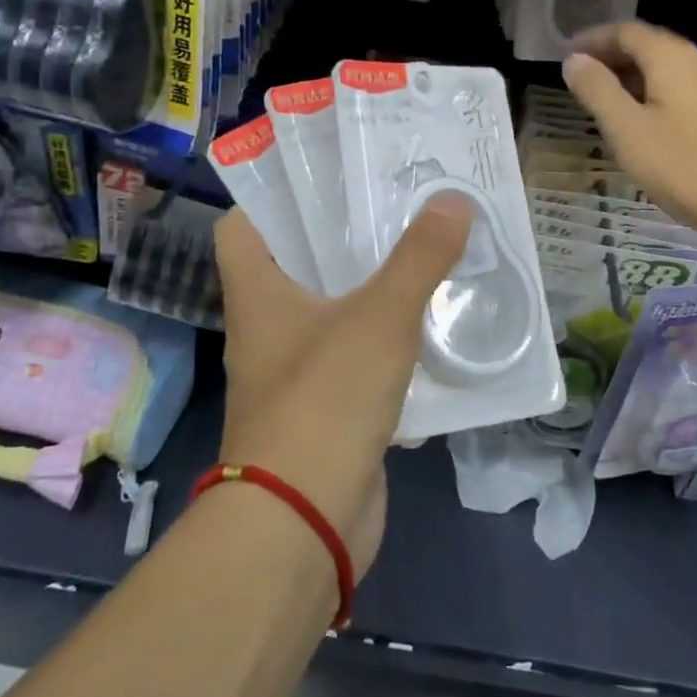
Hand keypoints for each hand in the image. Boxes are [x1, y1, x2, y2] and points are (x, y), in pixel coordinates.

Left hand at [211, 198, 471, 577]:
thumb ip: (419, 258)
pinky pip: (358, 356)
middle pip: (298, 262)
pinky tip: (430, 321)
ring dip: (371, 284)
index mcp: (258, 294)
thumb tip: (453, 199)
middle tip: (395, 200)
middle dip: (343, 233)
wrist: (304, 522)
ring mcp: (296, 371)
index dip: (273, 195)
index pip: (244, 226)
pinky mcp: (328, 407)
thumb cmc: (325, 400)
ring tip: (421, 248)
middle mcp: (268, 327)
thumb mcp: (380, 317)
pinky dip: (387, 337)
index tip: (325, 173)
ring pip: (333, 309)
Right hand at [562, 21, 696, 241]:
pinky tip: (643, 123)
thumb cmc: (684, 165)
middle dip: (611, 57)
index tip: (565, 56)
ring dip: (632, 78)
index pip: (625, 31)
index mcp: (672, 57)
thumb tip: (574, 60)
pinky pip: (682, 90)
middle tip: (579, 79)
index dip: (592, 40)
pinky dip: (653, 94)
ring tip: (603, 102)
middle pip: (648, 46)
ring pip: (666, 70)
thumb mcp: (627, 129)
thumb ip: (596, 90)